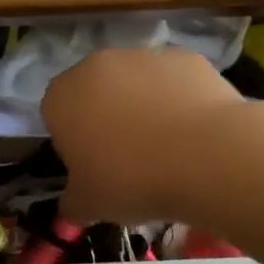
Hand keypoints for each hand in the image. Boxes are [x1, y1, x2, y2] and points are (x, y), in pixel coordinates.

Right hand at [42, 48, 241, 222]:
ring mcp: (141, 55)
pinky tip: (196, 131)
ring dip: (143, 104)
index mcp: (61, 97)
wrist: (206, 156)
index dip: (74, 142)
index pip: (56, 115)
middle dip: (107, 117)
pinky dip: (179, 98)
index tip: (95, 167)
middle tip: (130, 156)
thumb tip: (70, 208)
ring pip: (135, 82)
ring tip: (169, 146)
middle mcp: (95, 65)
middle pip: (95, 91)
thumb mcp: (91, 205)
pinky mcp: (183, 56)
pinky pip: (173, 79)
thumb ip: (73, 202)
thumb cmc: (132, 180)